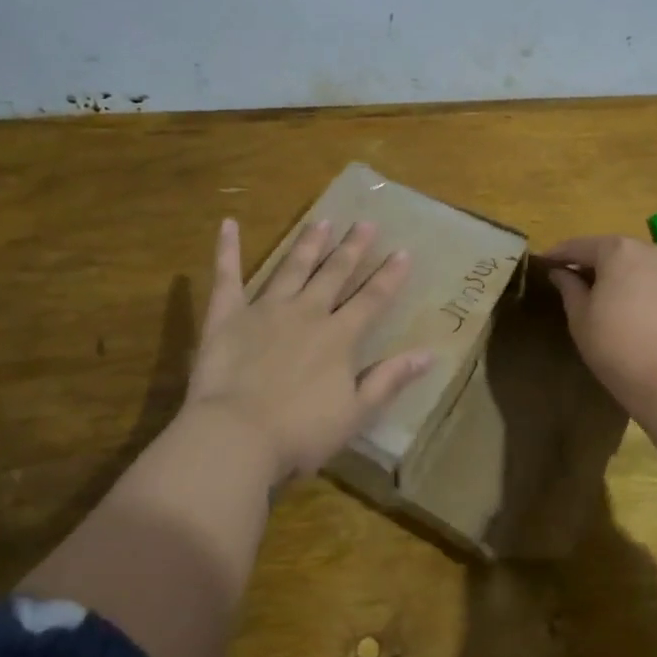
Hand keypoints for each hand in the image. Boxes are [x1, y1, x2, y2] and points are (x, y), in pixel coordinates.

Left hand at [182, 218, 433, 483]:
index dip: (389, 276)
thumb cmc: (300, 432)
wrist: (236, 436)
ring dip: (308, 244)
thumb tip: (429, 354)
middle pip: (334, 274)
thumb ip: (389, 380)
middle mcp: (306, 312)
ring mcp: (265, 309)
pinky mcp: (227, 316)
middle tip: (365, 222)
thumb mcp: (356, 413)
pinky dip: (227, 250)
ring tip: (322, 221)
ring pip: (292, 268)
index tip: (403, 251)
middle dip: (352, 248)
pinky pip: (227, 277)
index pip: (372, 299)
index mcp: (339, 336)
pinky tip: (229, 224)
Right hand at [544, 235, 656, 412]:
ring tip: (611, 300)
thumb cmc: (615, 345)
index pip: (580, 246)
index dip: (559, 255)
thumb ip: (569, 287)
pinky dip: (649, 296)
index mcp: (620, 251)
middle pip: (616, 253)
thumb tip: (560, 273)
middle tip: (576, 281)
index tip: (544, 263)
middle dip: (595, 265)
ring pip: (643, 269)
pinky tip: (642, 319)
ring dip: (625, 279)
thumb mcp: (580, 317)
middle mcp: (653, 252)